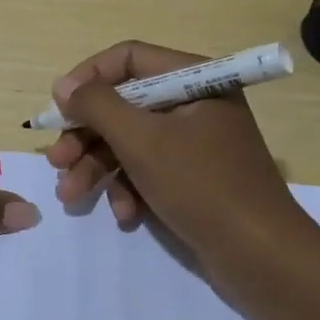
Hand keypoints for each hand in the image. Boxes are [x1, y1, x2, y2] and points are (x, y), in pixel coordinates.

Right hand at [43, 40, 318, 267]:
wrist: (264, 261)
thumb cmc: (202, 186)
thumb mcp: (141, 140)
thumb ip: (97, 106)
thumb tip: (64, 87)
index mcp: (194, 80)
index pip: (129, 58)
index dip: (88, 77)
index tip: (59, 105)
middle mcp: (194, 104)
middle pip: (123, 104)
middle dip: (86, 135)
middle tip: (56, 160)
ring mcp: (194, 143)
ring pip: (129, 141)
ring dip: (97, 167)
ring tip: (70, 195)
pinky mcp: (193, 178)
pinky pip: (148, 170)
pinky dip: (129, 189)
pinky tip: (124, 216)